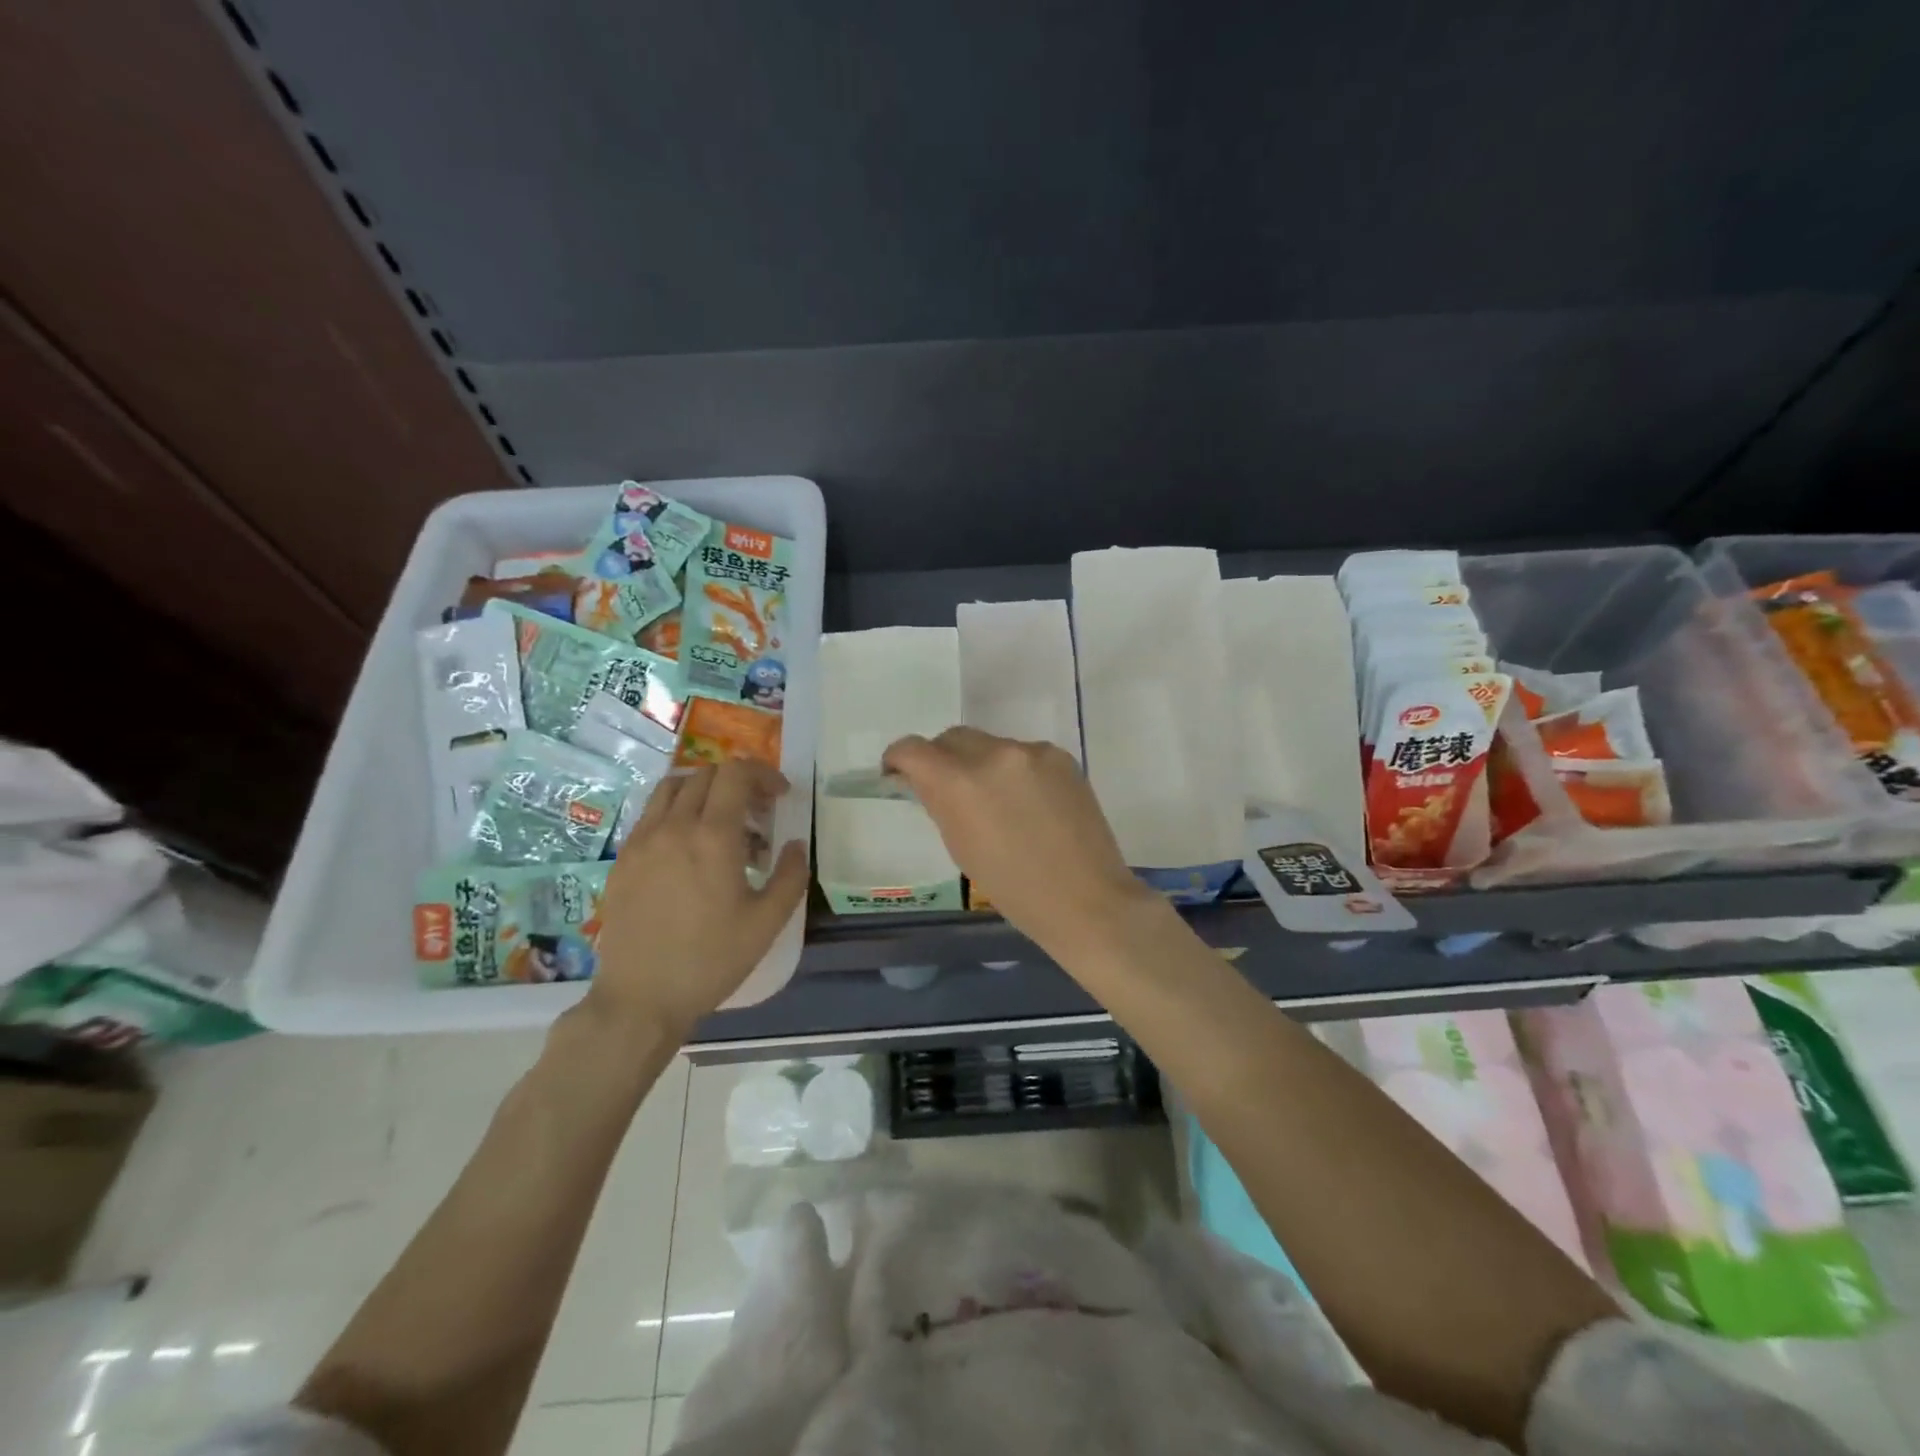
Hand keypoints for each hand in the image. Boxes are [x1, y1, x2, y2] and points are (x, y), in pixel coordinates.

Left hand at [588, 761, 808, 1036]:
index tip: (780, 795)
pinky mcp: (623, 858)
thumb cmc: (711, 960)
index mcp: (713, 836)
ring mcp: (642, 840)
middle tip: (757, 811)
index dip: (763, 774)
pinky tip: (688, 845)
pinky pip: (650, 813)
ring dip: (703, 789)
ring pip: (672, 787)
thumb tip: (795, 845)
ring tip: (720, 819)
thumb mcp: (767, 922)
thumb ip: (791, 875)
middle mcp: (674, 826)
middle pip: (705, 774)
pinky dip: (675, 811)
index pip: (736, 774)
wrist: (641, 998)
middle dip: (738, 782)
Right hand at [882, 727, 1156, 954]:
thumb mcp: (960, 847)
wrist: (1085, 899)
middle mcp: (994, 754)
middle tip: (946, 787)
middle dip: (941, 758)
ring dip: (981, 765)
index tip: (898, 774)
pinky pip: (1024, 755)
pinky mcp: (1061, 756)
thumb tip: (927, 781)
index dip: (898, 758)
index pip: (913, 748)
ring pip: (991, 745)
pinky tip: (1030, 804)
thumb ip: (940, 803)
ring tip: (997, 802)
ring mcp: (1032, 752)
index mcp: (960, 782)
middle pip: (952, 738)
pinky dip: (1016, 772)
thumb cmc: (1013, 889)